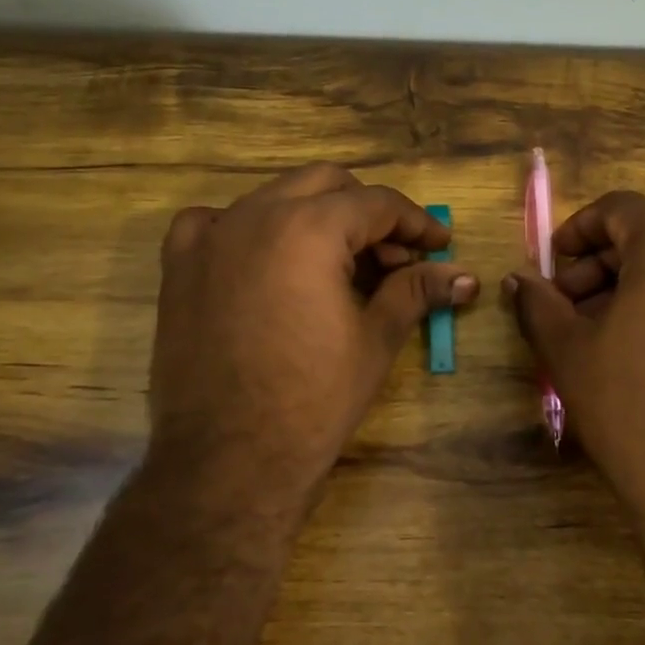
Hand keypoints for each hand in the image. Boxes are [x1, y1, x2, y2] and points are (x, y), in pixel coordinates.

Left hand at [152, 164, 475, 512]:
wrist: (229, 460)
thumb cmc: (314, 399)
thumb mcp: (376, 339)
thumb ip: (417, 291)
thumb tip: (465, 276)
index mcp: (309, 227)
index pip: (377, 203)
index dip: (416, 222)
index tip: (439, 244)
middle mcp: (256, 215)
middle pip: (326, 184)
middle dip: (367, 212)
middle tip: (392, 257)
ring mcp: (210, 237)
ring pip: (274, 197)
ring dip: (314, 216)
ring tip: (337, 263)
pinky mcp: (178, 266)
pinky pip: (213, 221)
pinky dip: (247, 227)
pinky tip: (262, 257)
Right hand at [504, 192, 644, 571]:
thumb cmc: (634, 410)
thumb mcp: (569, 353)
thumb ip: (538, 303)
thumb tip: (519, 280)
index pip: (621, 208)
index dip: (579, 229)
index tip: (555, 264)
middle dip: (605, 266)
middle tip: (572, 309)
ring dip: (642, 289)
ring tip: (612, 337)